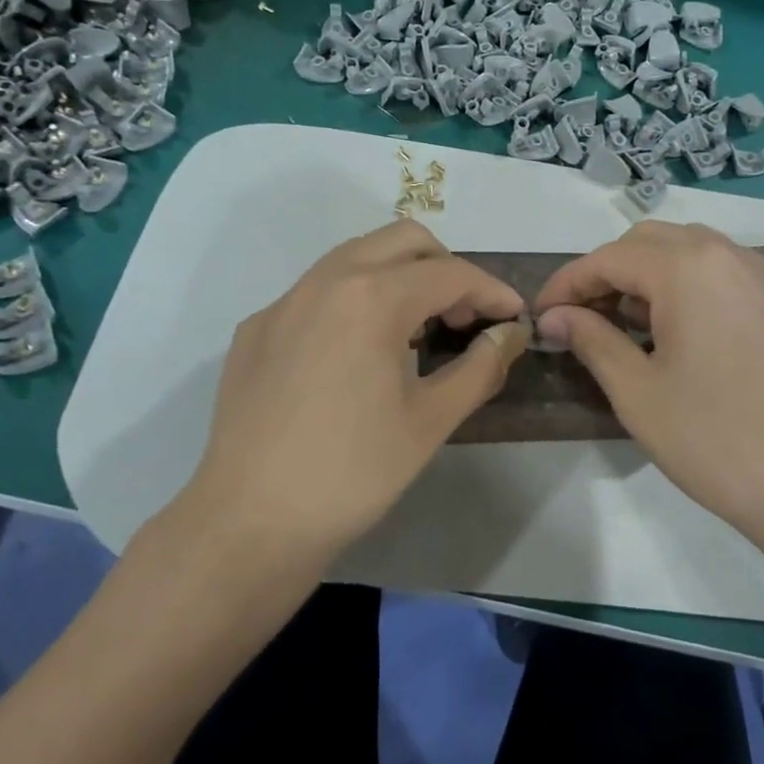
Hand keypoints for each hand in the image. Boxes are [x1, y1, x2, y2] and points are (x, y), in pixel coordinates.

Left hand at [181, 220, 528, 564]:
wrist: (250, 523)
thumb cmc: (353, 473)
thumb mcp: (430, 421)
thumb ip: (481, 366)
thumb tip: (510, 334)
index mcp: (371, 298)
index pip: (449, 273)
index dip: (491, 291)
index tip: (514, 317)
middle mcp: (324, 281)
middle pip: (401, 241)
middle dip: (444, 267)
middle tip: (462, 316)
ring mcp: (283, 302)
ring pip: (354, 256)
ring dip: (398, 276)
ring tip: (415, 330)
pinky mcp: (256, 329)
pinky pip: (317, 291)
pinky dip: (353, 300)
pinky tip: (355, 354)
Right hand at [534, 222, 763, 548]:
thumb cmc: (717, 439)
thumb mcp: (638, 393)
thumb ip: (592, 340)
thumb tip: (556, 317)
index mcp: (689, 267)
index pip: (610, 258)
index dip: (568, 284)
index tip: (541, 316)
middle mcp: (732, 257)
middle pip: (653, 243)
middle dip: (609, 273)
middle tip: (583, 319)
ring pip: (695, 255)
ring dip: (652, 278)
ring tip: (629, 327)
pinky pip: (729, 279)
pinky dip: (693, 291)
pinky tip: (686, 339)